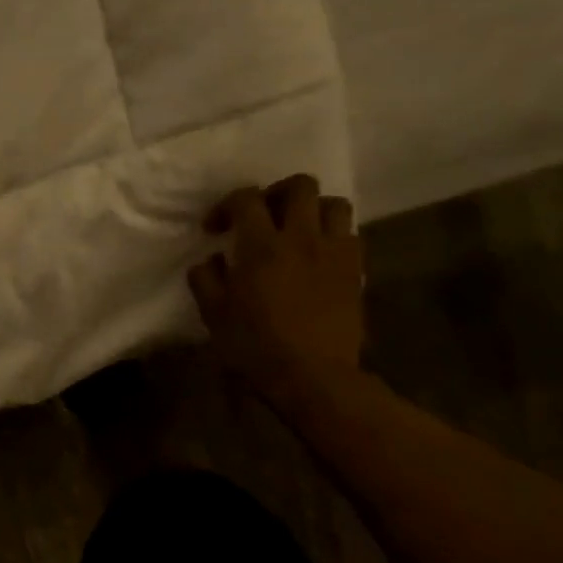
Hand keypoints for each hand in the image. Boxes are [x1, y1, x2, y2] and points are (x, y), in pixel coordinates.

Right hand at [188, 175, 364, 391]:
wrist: (313, 377)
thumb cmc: (255, 345)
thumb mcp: (213, 314)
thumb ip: (206, 278)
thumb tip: (211, 259)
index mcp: (261, 245)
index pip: (246, 198)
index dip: (226, 205)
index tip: (215, 228)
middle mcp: (301, 237)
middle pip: (300, 186)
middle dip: (278, 192)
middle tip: (263, 214)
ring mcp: (334, 252)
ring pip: (335, 204)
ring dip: (314, 209)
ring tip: (298, 229)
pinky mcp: (356, 271)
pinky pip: (351, 235)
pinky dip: (334, 235)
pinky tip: (319, 255)